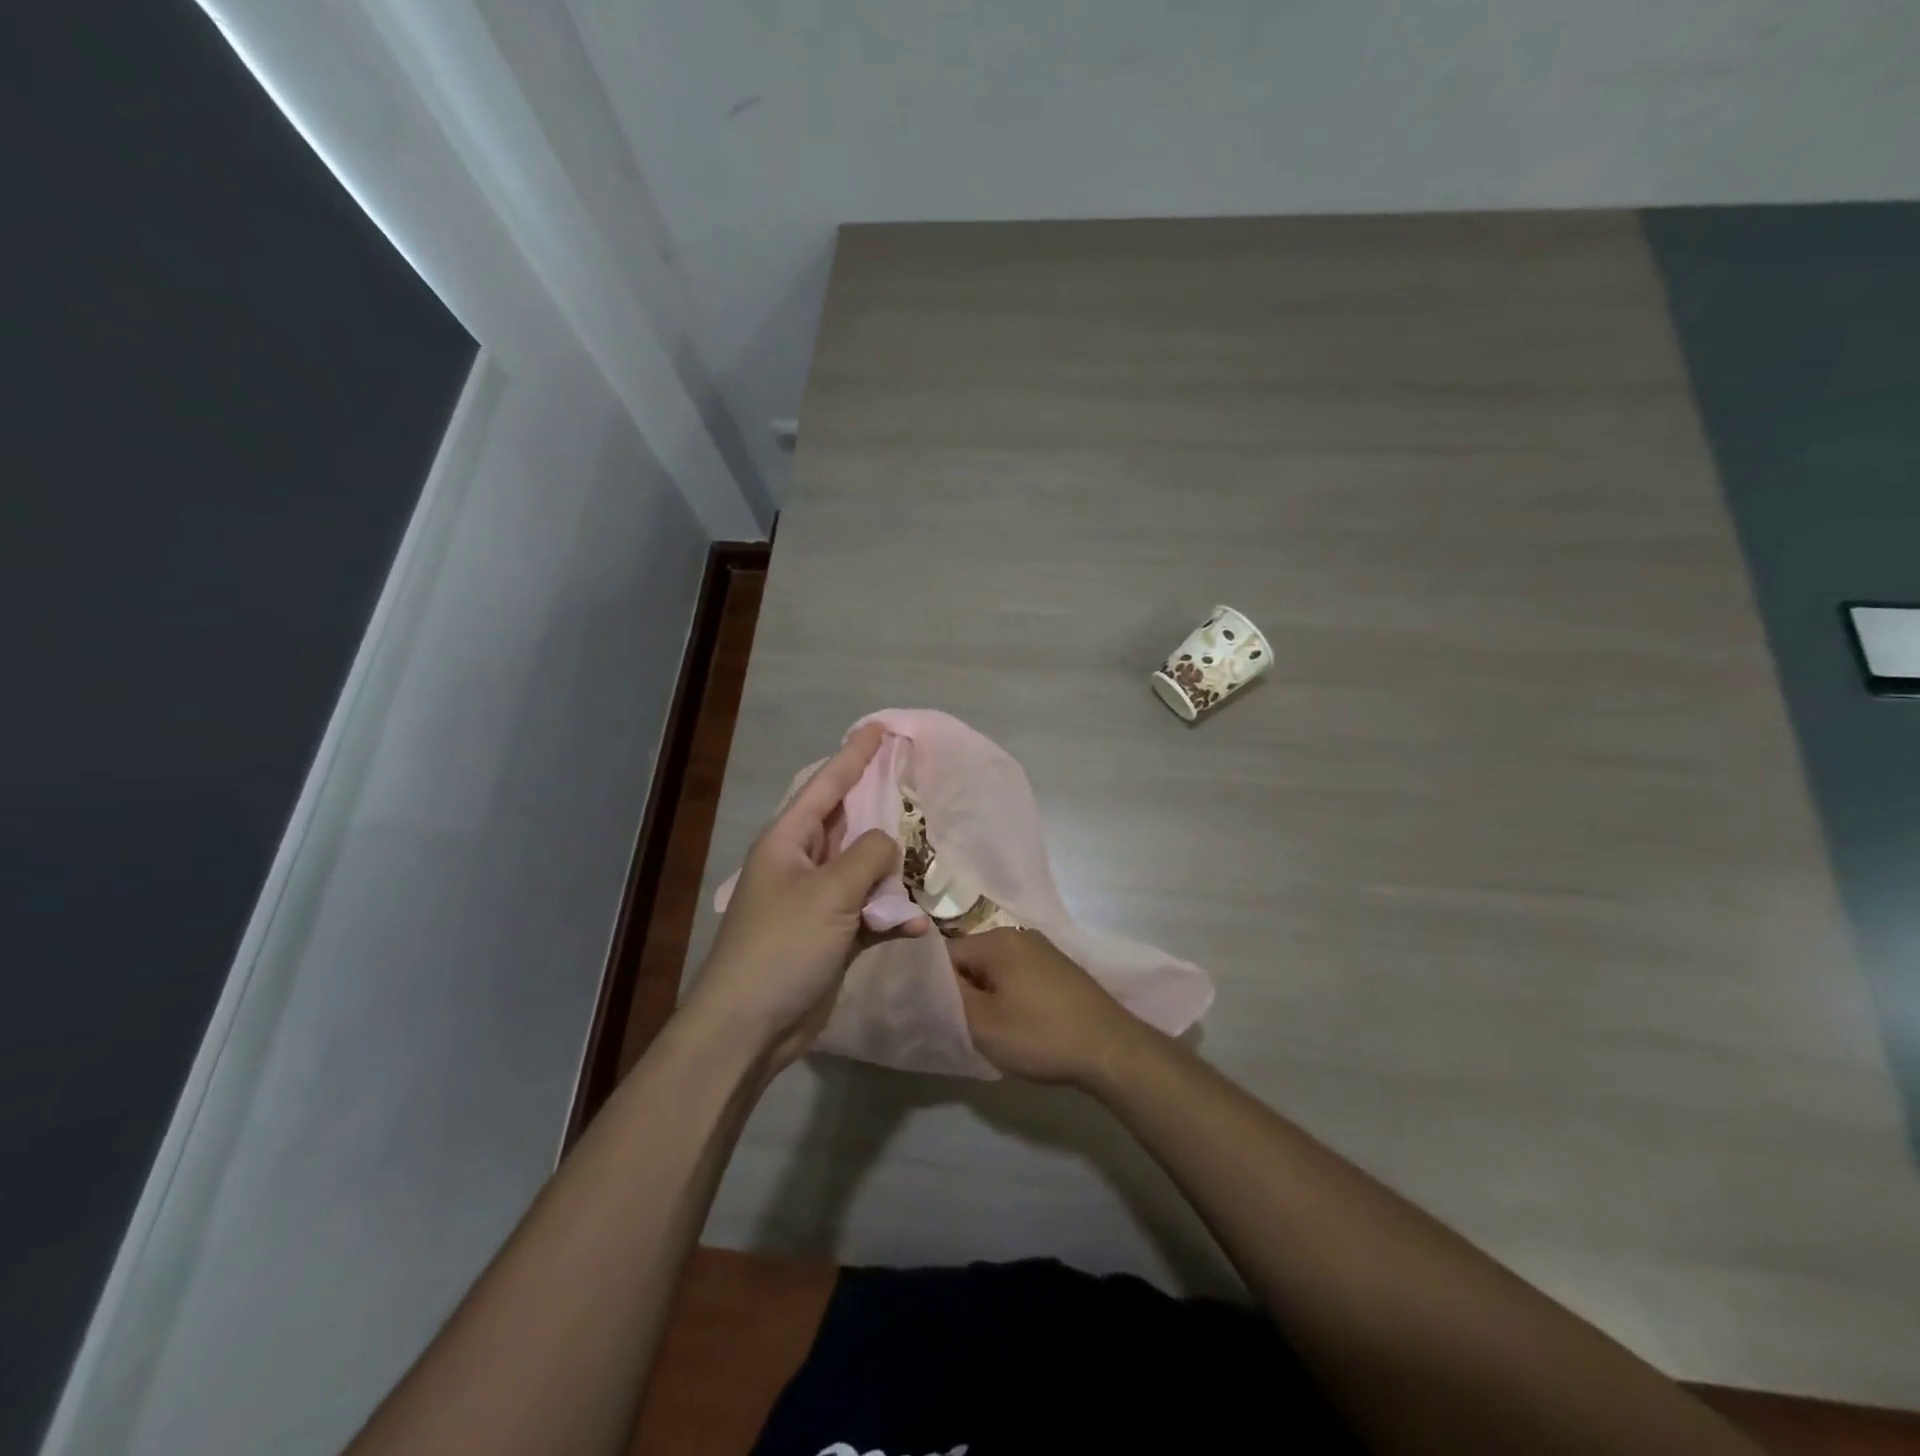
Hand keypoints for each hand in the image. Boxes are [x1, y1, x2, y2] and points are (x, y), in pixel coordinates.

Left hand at [687, 724, 929, 1069]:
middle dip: (882, 807)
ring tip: (931, 858)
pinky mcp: (832, 937)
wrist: (750, 1027)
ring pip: (864, 870)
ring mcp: (817, 902)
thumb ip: (867, 857)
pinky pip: (869, 913)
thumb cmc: (782, 946)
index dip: (854, 755)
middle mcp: (802, 864)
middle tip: (916, 782)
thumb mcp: (829, 893)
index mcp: (789, 841)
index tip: (879, 728)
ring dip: (894, 871)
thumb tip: (888, 844)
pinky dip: (892, 916)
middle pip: (849, 824)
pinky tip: (916, 924)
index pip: (826, 784)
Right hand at [948, 929, 1158, 1087]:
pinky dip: (1009, 997)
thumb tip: (927, 982)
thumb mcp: (982, 1024)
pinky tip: (1016, 1024)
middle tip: (959, 1026)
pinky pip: (1017, 976)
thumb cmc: (1040, 1035)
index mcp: (996, 941)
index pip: (944, 955)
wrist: (1110, 1048)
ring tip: (986, 1029)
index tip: (931, 1015)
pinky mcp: (1058, 969)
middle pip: (971, 960)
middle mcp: (1018, 936)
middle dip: (961, 991)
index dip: (932, 986)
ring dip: (985, 996)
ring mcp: (1042, 951)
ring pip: (994, 970)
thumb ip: (948, 999)